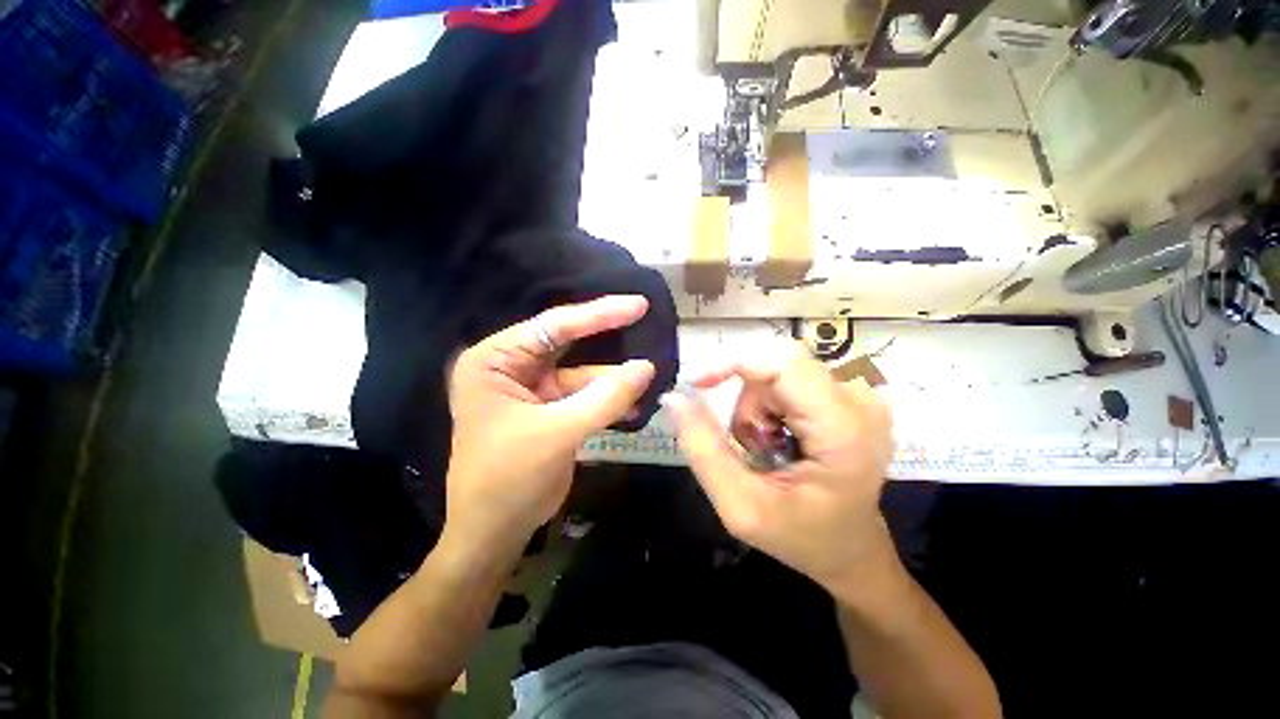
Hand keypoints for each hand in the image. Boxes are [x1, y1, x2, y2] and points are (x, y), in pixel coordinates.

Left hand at [444, 296, 655, 552]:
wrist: (493, 534)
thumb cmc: (510, 479)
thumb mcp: (559, 433)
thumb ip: (605, 397)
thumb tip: (647, 367)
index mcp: (495, 361)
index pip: (553, 326)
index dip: (599, 314)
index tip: (638, 304)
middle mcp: (511, 367)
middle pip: (567, 342)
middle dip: (607, 335)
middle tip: (644, 317)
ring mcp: (531, 389)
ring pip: (581, 372)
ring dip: (613, 378)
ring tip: (650, 375)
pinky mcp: (549, 410)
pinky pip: (584, 396)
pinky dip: (608, 400)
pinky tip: (635, 405)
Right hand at [662, 341, 894, 594]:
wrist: (851, 550)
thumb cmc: (801, 537)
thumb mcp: (740, 505)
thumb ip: (703, 449)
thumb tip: (674, 397)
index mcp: (843, 431)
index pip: (783, 363)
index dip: (733, 363)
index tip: (697, 385)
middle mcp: (860, 401)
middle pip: (779, 364)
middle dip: (748, 399)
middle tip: (748, 444)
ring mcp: (860, 395)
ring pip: (781, 369)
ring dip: (758, 405)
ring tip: (767, 449)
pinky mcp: (850, 394)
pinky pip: (792, 377)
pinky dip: (771, 403)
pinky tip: (781, 437)